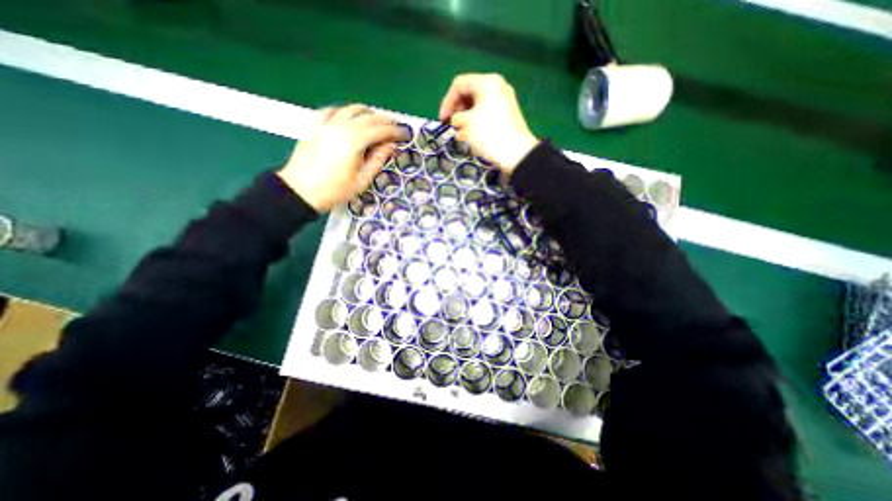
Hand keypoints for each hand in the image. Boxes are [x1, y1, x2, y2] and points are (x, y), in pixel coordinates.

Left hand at [278, 106, 407, 211]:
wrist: (300, 191)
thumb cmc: (335, 190)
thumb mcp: (362, 180)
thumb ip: (377, 160)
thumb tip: (390, 145)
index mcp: (354, 141)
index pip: (381, 130)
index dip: (395, 131)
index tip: (405, 134)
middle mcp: (341, 126)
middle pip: (368, 116)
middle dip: (385, 120)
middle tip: (395, 127)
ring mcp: (326, 123)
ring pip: (351, 109)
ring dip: (368, 113)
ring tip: (377, 122)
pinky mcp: (315, 125)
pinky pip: (333, 110)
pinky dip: (346, 111)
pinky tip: (350, 118)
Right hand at [438, 72, 535, 174]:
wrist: (516, 153)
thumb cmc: (489, 135)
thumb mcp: (466, 124)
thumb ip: (455, 118)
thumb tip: (457, 120)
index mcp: (486, 82)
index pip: (459, 85)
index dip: (447, 102)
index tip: (442, 120)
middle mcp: (497, 86)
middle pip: (469, 93)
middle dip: (457, 110)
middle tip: (452, 125)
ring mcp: (504, 100)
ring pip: (478, 104)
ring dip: (466, 118)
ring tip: (462, 134)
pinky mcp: (507, 115)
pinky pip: (487, 113)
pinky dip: (477, 122)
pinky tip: (474, 136)